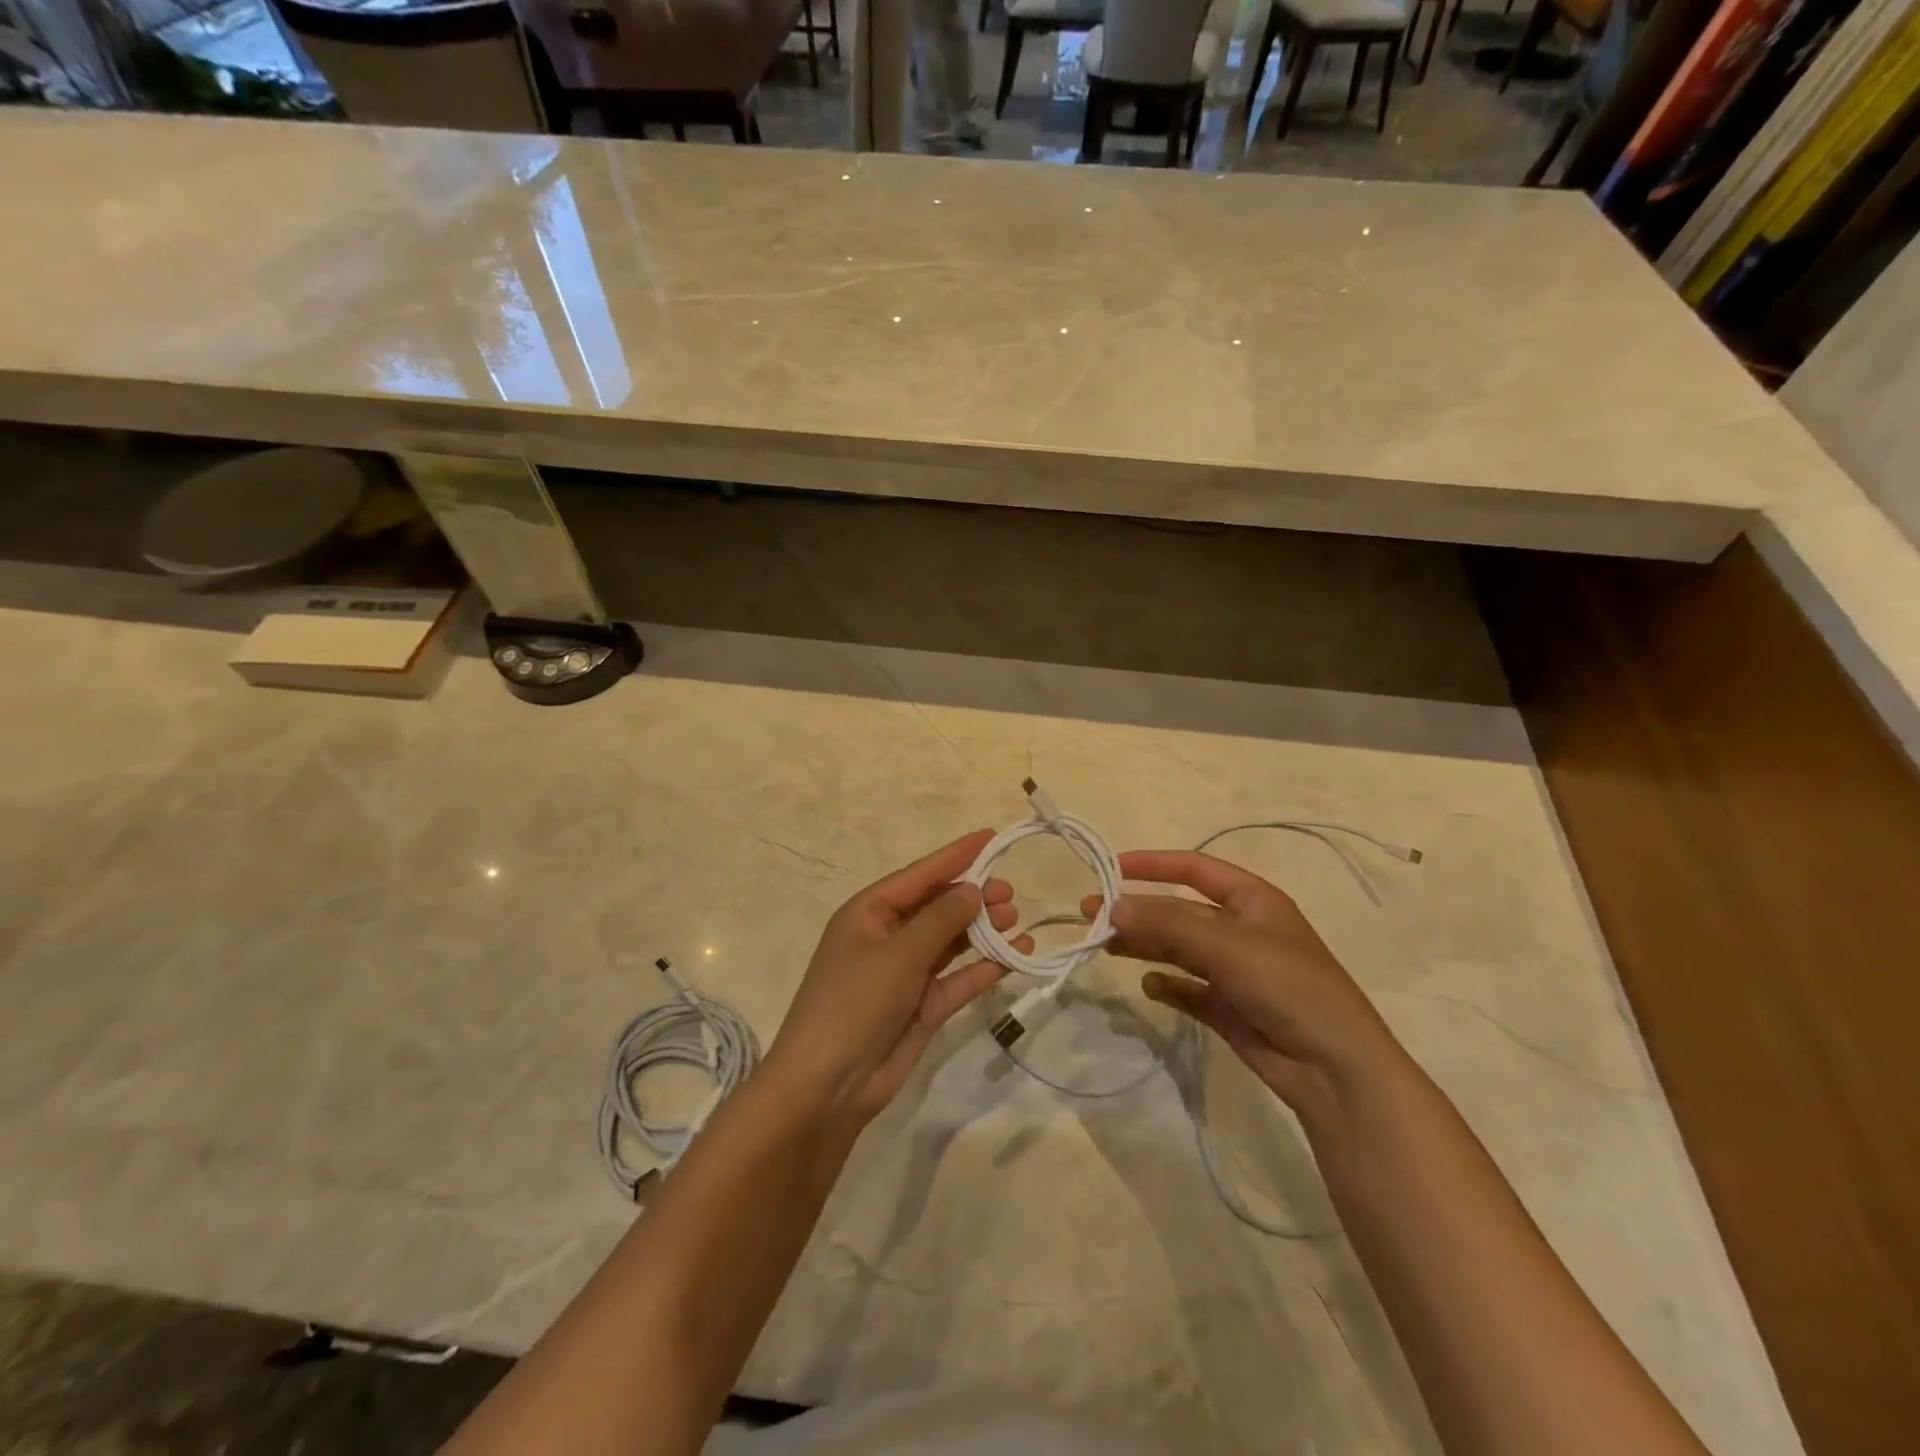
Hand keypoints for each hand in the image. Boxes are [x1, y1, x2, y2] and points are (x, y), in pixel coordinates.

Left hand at [768, 830, 1032, 1124]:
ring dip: (982, 931)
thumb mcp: (897, 955)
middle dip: (974, 897)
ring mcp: (906, 973)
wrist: (827, 1088)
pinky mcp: (922, 1006)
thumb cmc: (854, 1004)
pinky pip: (958, 978)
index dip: (956, 855)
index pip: (920, 875)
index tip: (991, 837)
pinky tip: (1014, 957)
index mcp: (870, 913)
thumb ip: (940, 920)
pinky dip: (984, 968)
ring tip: (1016, 921)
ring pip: (951, 942)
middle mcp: (888, 937)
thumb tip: (973, 889)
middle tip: (1011, 893)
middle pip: (938, 907)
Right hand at [1084, 850, 1396, 1114]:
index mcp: (1253, 900)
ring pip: (1178, 949)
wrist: (1335, 1068)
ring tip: (1105, 945)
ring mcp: (1235, 971)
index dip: (1154, 864)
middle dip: (1138, 909)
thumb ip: (1167, 923)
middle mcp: (1242, 930)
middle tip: (1091, 913)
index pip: (1195, 869)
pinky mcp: (1229, 1008)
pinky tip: (1150, 986)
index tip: (1112, 867)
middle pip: (1179, 911)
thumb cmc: (1287, 986)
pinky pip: (1188, 989)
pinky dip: (1168, 985)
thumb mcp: (1227, 945)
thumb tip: (1113, 905)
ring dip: (1144, 944)